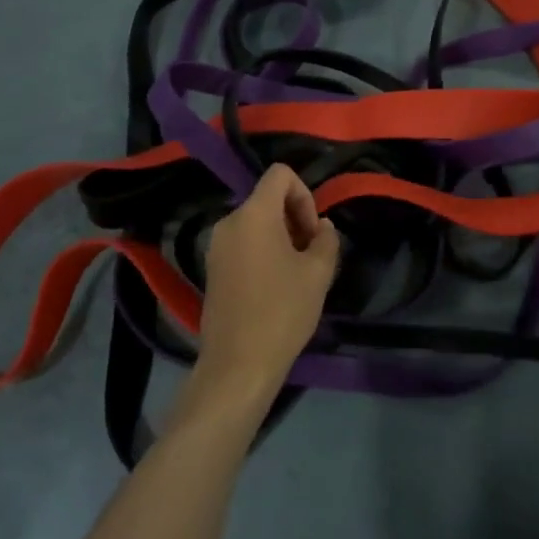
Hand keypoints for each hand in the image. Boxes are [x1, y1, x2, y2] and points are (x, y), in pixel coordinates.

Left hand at [196, 165, 340, 401]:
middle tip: (312, 254)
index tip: (313, 231)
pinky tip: (276, 286)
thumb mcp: (318, 273)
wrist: (238, 364)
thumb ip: (326, 239)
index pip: (280, 174)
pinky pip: (243, 243)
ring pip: (256, 222)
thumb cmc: (282, 311)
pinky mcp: (212, 268)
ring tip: (297, 273)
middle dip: (295, 218)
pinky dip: (263, 251)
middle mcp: (229, 222)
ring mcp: (216, 246)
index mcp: (253, 214)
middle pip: (267, 199)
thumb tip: (322, 227)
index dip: (305, 194)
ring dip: (281, 237)